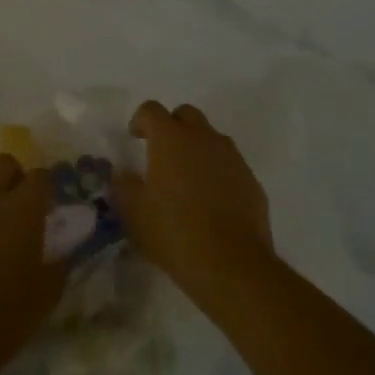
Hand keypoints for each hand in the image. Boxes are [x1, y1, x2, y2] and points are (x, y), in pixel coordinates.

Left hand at [0, 155, 65, 374]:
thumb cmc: (5, 318)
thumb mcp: (47, 294)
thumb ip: (58, 264)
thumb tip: (62, 251)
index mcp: (23, 210)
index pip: (41, 176)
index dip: (45, 187)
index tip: (45, 206)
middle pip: (3, 162)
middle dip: (12, 176)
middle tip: (12, 202)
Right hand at [112, 101, 273, 299]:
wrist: (231, 264)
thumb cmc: (174, 232)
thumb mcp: (133, 212)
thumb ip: (123, 185)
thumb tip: (122, 173)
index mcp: (170, 139)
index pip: (151, 110)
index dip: (140, 120)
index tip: (134, 138)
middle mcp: (203, 138)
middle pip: (186, 115)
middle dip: (171, 126)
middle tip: (161, 153)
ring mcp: (232, 158)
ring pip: (211, 138)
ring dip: (196, 148)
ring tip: (186, 178)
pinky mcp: (251, 180)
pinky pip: (229, 164)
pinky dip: (217, 171)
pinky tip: (210, 200)